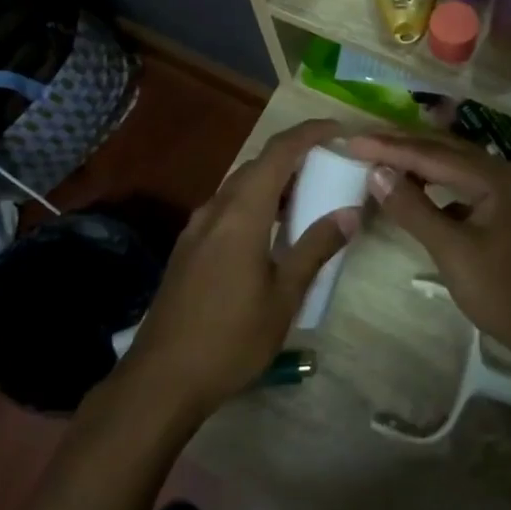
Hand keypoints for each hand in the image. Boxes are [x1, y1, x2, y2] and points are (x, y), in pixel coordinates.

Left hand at [124, 120, 357, 417]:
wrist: (161, 379)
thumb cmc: (230, 339)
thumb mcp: (284, 297)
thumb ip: (315, 248)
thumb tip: (349, 213)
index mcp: (241, 214)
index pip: (278, 153)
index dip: (309, 134)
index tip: (340, 131)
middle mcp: (215, 210)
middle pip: (257, 166)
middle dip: (294, 156)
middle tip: (330, 166)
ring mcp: (196, 229)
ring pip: (240, 187)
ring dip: (273, 182)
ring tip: (307, 196)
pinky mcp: (188, 249)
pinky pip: (227, 209)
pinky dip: (255, 204)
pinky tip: (271, 231)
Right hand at [343, 131, 510, 377]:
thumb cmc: (505, 293)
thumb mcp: (453, 251)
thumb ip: (414, 209)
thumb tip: (377, 172)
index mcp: (496, 177)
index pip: (433, 153)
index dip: (390, 148)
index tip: (352, 141)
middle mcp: (505, 174)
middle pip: (446, 151)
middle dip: (403, 146)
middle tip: (363, 142)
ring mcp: (510, 193)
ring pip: (456, 168)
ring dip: (420, 163)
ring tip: (382, 161)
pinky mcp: (508, 213)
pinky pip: (465, 187)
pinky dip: (437, 186)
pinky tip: (418, 193)